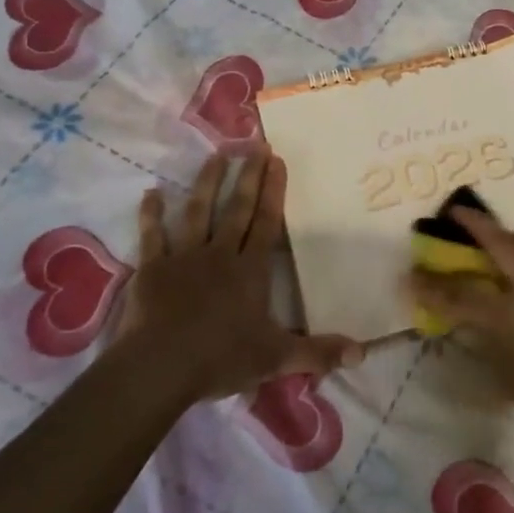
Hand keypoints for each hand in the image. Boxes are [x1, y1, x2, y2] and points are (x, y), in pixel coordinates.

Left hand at [112, 147, 361, 401]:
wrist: (161, 367)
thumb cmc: (221, 358)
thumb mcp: (277, 358)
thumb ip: (318, 352)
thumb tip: (362, 354)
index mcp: (250, 271)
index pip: (266, 223)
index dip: (273, 191)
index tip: (276, 160)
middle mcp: (219, 255)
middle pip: (236, 209)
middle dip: (247, 176)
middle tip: (254, 145)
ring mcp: (184, 258)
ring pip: (198, 212)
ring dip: (207, 183)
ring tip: (215, 156)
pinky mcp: (153, 269)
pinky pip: (152, 236)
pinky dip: (151, 214)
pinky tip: (151, 193)